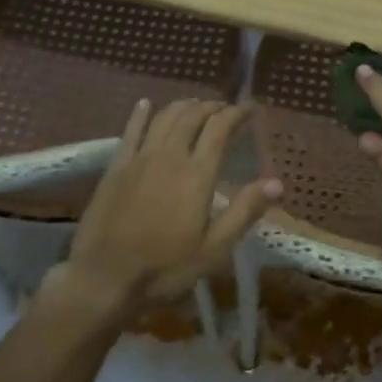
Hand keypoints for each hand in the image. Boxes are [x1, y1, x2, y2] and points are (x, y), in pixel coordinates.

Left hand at [46, 98, 280, 323]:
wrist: (104, 277)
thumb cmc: (165, 267)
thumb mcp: (214, 248)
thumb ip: (245, 211)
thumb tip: (277, 182)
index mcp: (197, 174)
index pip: (220, 128)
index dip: (237, 113)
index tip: (250, 108)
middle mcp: (169, 156)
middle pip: (192, 116)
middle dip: (212, 107)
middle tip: (225, 109)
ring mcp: (139, 158)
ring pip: (164, 117)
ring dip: (183, 106)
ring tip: (196, 106)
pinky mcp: (116, 167)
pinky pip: (131, 130)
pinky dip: (141, 114)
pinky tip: (146, 104)